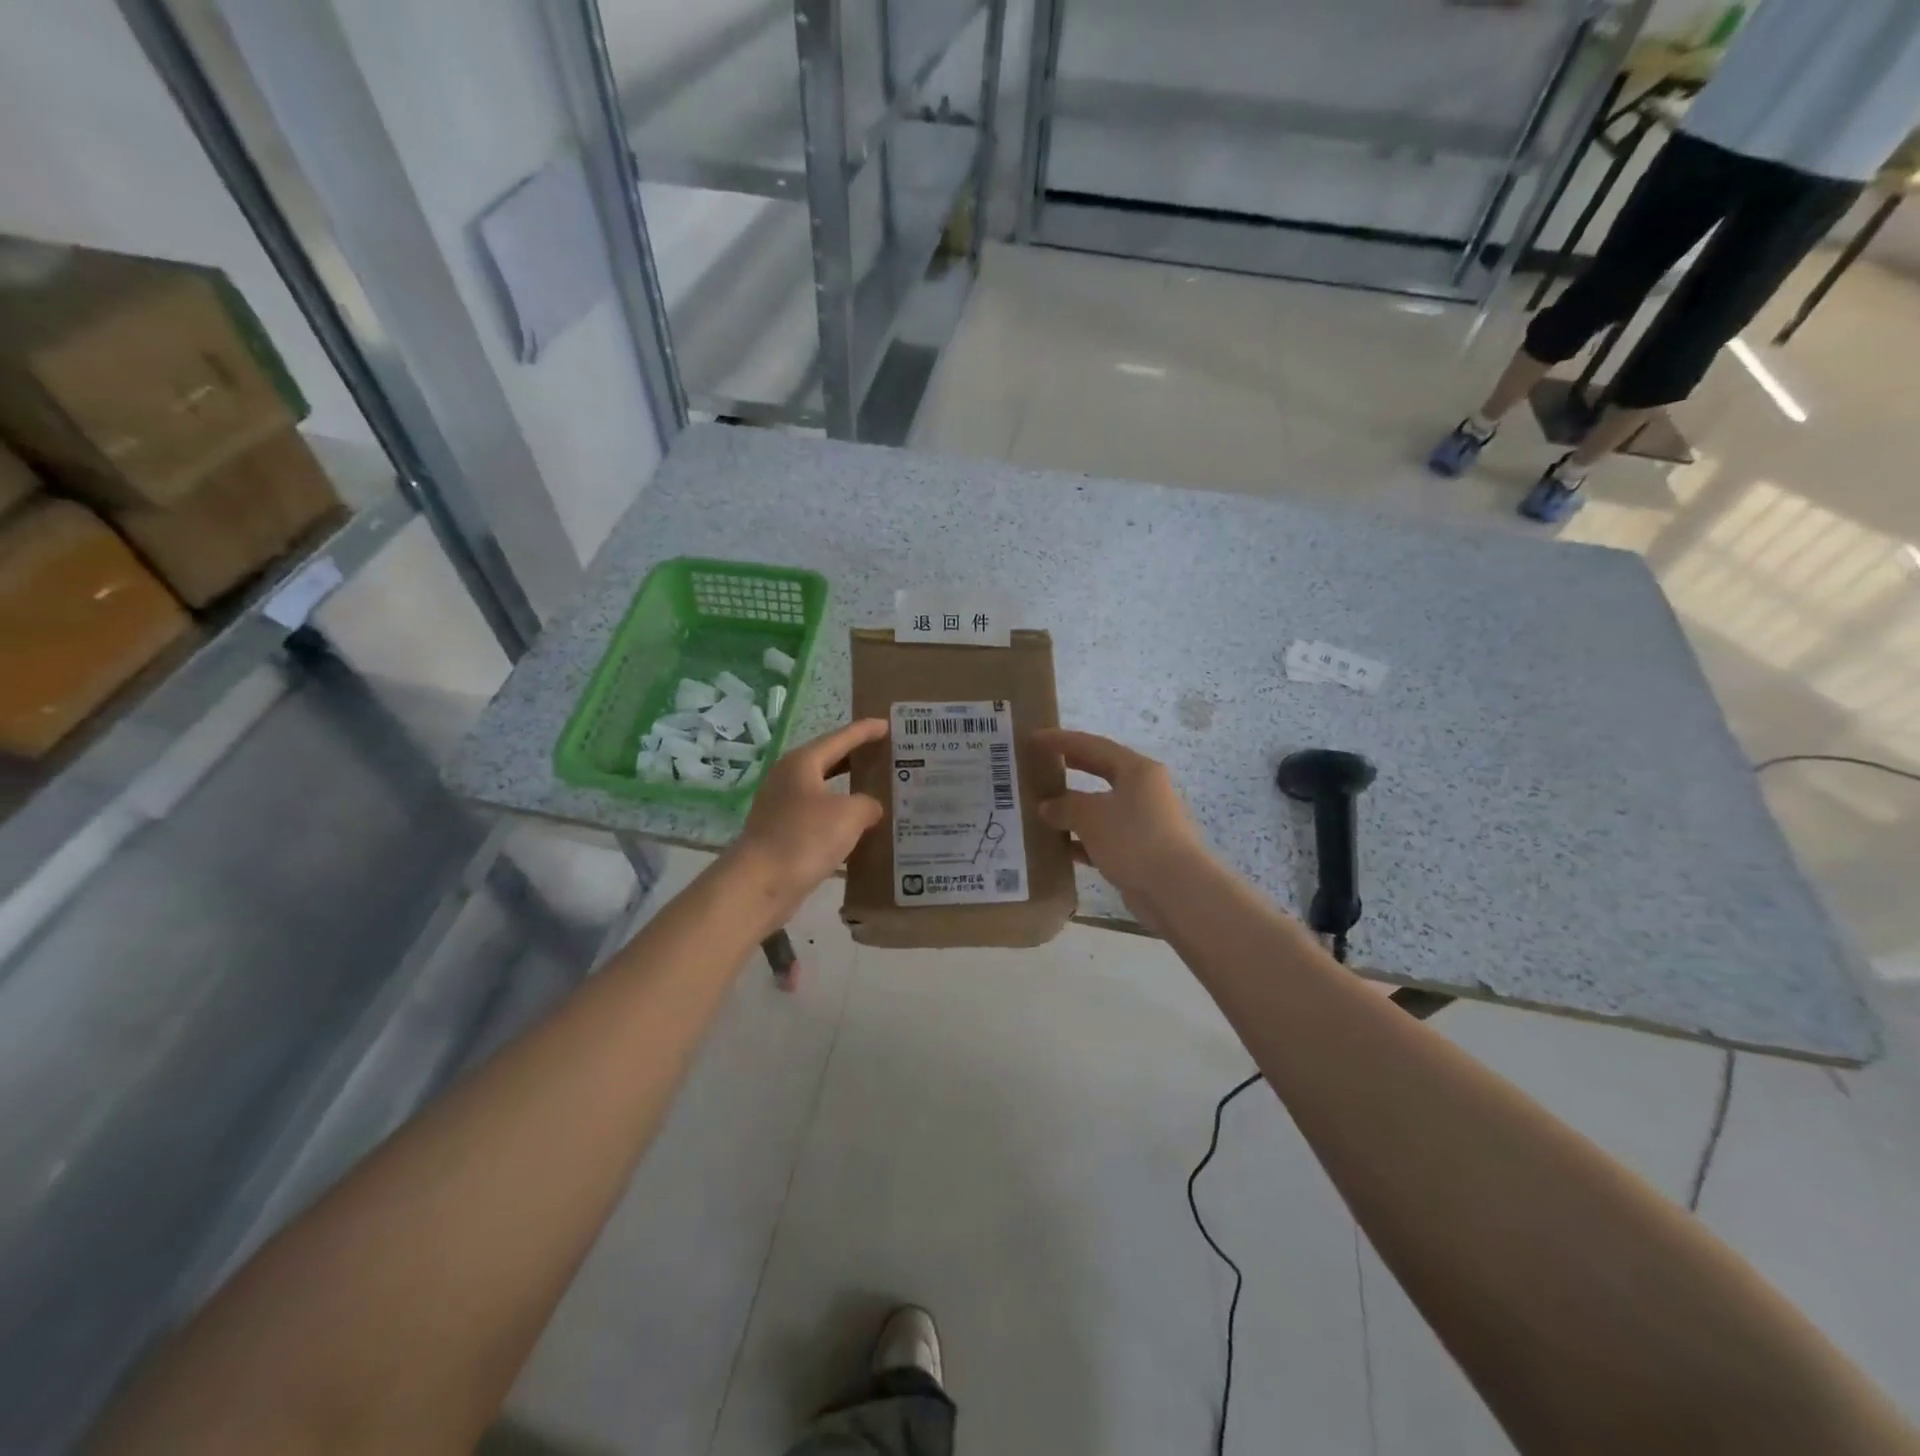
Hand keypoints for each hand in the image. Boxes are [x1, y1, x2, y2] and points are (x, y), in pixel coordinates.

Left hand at [724, 719, 887, 925]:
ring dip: (849, 791)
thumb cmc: (805, 838)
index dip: (865, 731)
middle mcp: (788, 779)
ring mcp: (782, 807)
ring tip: (878, 791)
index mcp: (802, 763)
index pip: (840, 738)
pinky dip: (839, 818)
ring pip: (824, 791)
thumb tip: (870, 808)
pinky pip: (818, 817)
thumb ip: (868, 804)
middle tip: (886, 755)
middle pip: (829, 761)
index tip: (887, 724)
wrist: (759, 884)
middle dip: (857, 758)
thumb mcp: (849, 815)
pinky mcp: (782, 834)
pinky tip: (859, 829)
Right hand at [1034, 729, 1207, 909]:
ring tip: (1041, 808)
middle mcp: (1143, 790)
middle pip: (1100, 771)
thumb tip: (1046, 807)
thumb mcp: (1090, 816)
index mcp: (1136, 770)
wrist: (1175, 889)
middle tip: (1040, 764)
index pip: (1093, 745)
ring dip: (1073, 808)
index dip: (1061, 740)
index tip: (1034, 738)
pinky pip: (1104, 837)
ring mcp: (1143, 821)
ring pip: (1101, 807)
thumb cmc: (1133, 839)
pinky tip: (1059, 847)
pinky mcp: (1140, 850)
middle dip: (1070, 768)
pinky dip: (1082, 839)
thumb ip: (1064, 806)